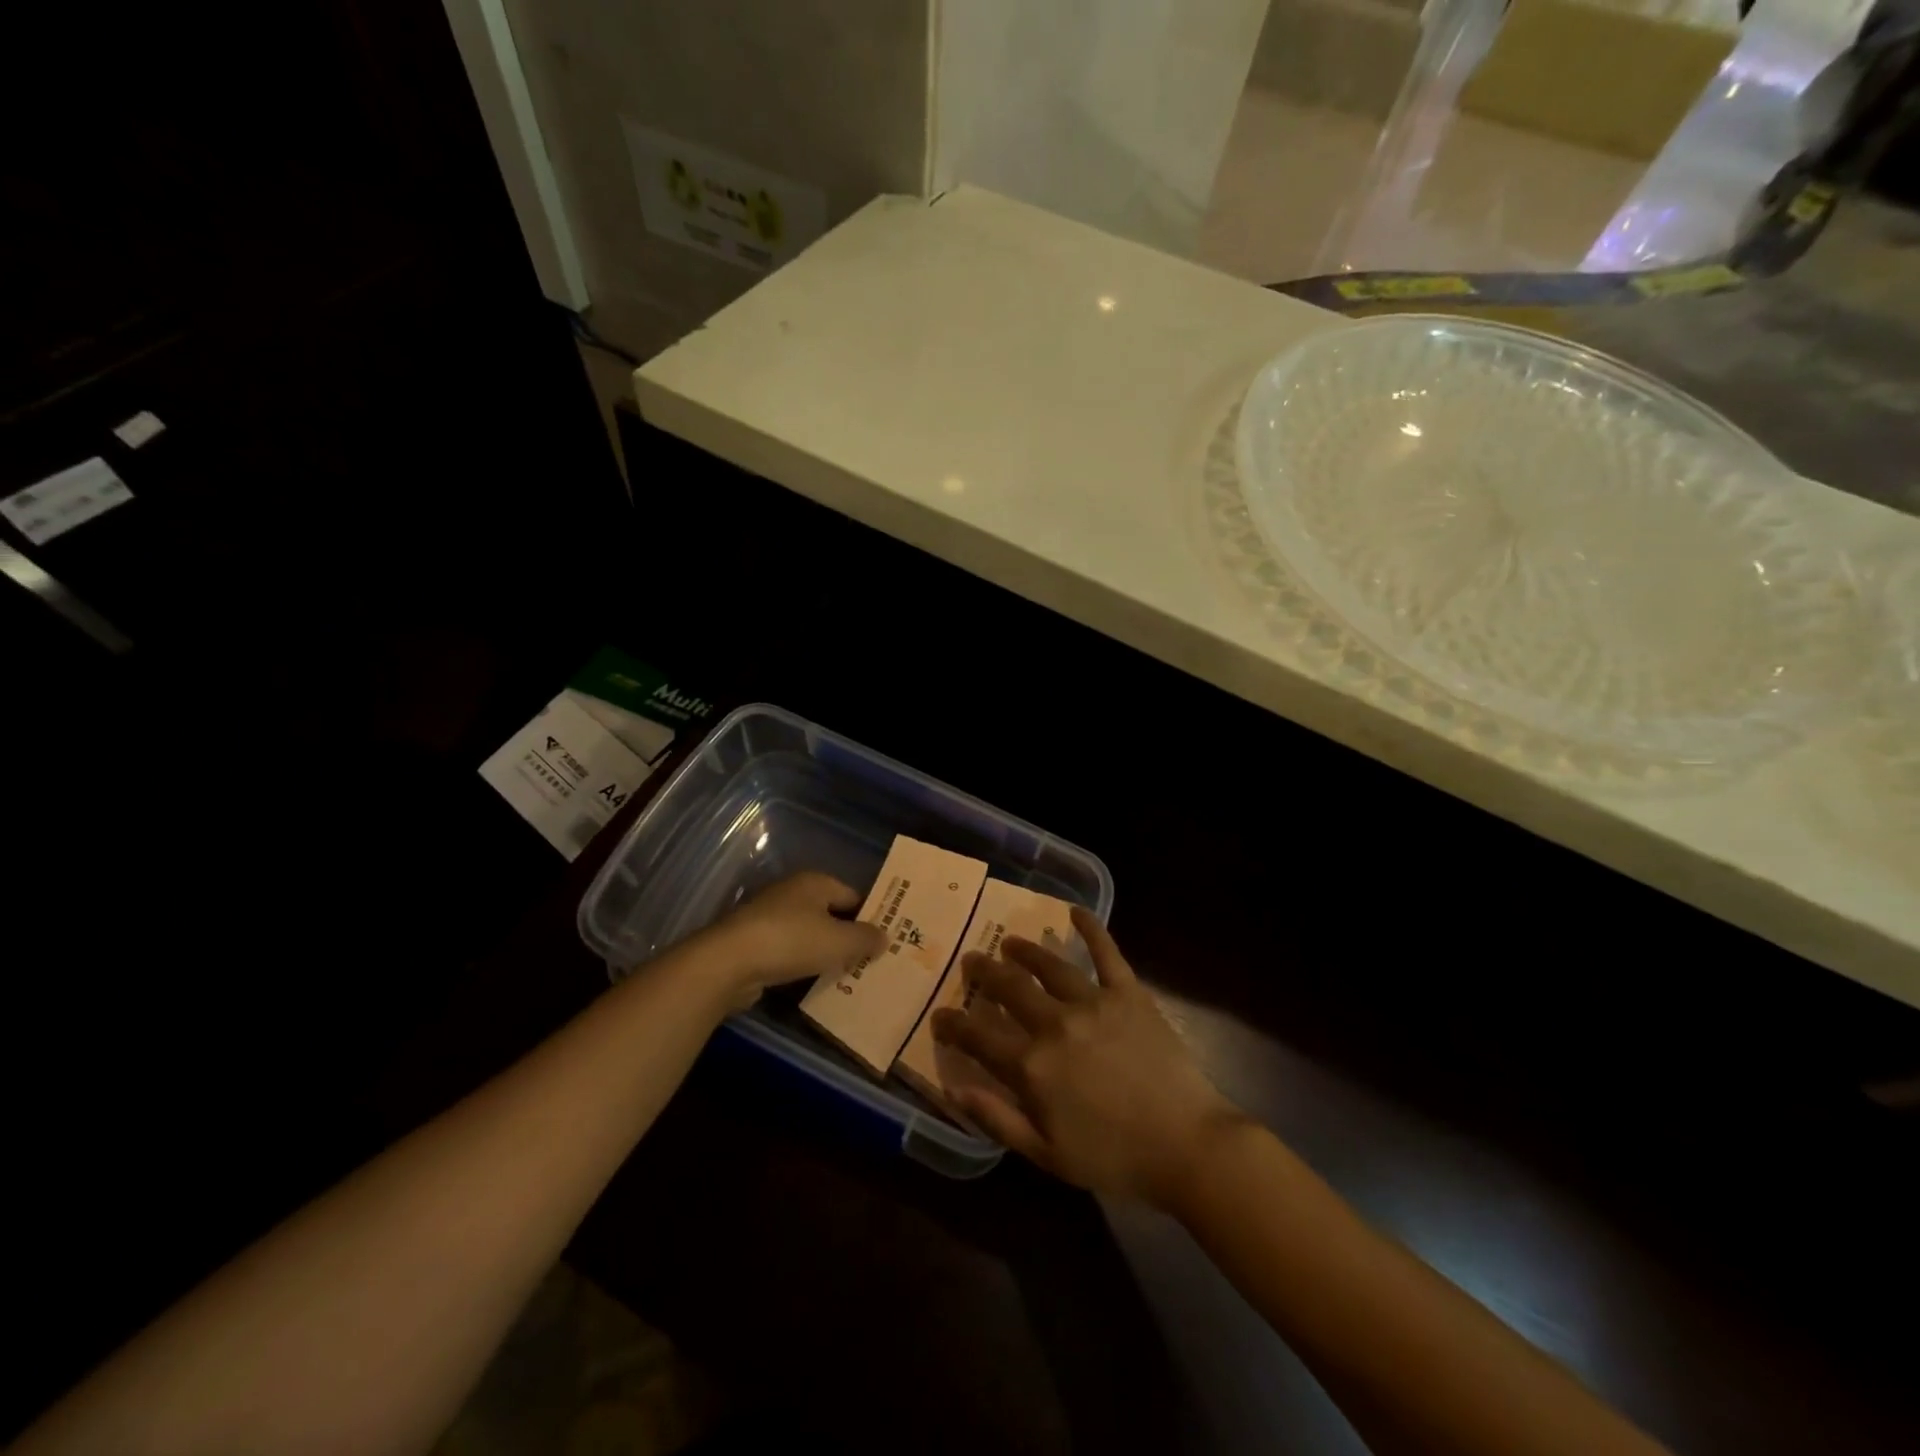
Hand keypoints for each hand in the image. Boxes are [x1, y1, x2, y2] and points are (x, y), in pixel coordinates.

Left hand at [700, 872, 885, 1009]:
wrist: (728, 963)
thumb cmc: (791, 941)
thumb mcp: (839, 941)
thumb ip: (865, 938)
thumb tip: (884, 937)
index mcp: (816, 882)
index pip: (853, 896)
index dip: (871, 917)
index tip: (885, 941)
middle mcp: (793, 893)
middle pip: (831, 914)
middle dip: (848, 937)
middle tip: (870, 961)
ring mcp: (771, 917)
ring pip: (810, 934)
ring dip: (825, 953)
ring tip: (848, 976)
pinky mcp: (755, 942)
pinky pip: (790, 951)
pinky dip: (802, 964)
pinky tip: (814, 983)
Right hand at [931, 908, 1242, 1205]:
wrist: (1186, 1146)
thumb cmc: (1114, 1158)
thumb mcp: (1046, 1155)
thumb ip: (997, 1119)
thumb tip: (954, 1088)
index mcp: (1032, 1066)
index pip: (979, 1037)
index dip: (953, 1024)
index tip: (939, 1014)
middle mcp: (1055, 1024)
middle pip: (1009, 989)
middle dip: (984, 973)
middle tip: (972, 960)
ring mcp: (1093, 1003)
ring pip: (1049, 966)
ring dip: (1024, 951)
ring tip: (1010, 942)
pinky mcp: (1128, 993)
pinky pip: (1106, 953)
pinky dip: (1090, 928)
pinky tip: (1075, 911)